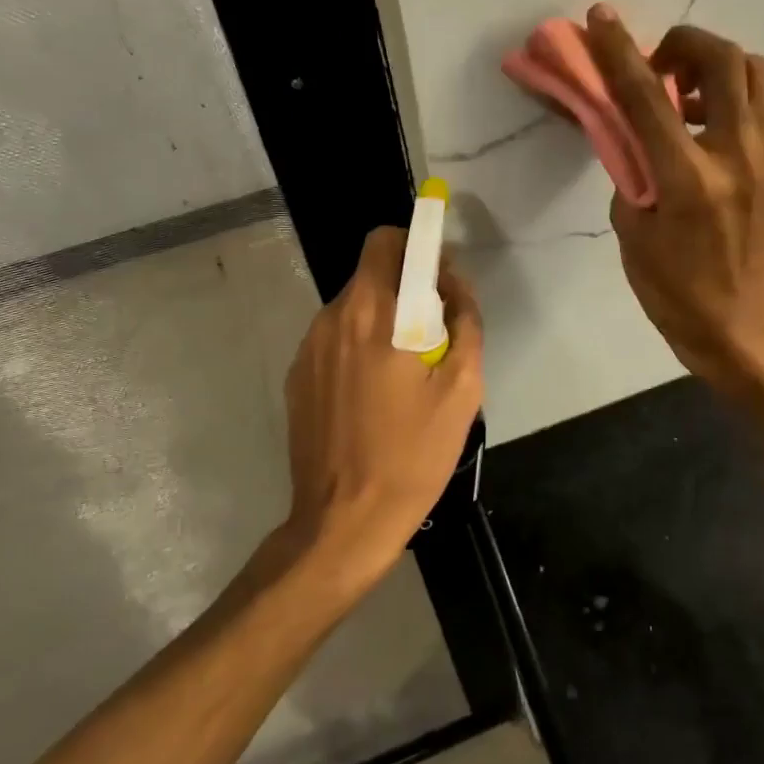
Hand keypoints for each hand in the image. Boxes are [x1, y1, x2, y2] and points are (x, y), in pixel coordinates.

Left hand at [281, 227, 483, 587]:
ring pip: (354, 306)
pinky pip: (336, 338)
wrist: (343, 522)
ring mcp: (309, 348)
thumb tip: (454, 284)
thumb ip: (465, 322)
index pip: (386, 240)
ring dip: (383, 319)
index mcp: (375, 314)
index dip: (416, 244)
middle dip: (406, 286)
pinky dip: (359, 346)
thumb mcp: (462, 389)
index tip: (439, 276)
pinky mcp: (298, 375)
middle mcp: (334, 318)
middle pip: (371, 273)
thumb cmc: (412, 456)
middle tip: (433, 334)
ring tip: (405, 373)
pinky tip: (374, 395)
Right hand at [585, 5, 763, 389]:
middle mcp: (735, 155)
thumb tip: (628, 121)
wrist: (732, 320)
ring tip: (679, 87)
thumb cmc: (668, 284)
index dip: (620, 52)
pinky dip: (727, 88)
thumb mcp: (630, 225)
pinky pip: (757, 100)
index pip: (649, 98)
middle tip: (654, 62)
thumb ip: (629, 164)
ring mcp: (763, 156)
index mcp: (689, 179)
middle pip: (724, 60)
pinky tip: (696, 118)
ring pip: (754, 71)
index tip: (600, 18)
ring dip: (713, 61)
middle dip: (683, 42)